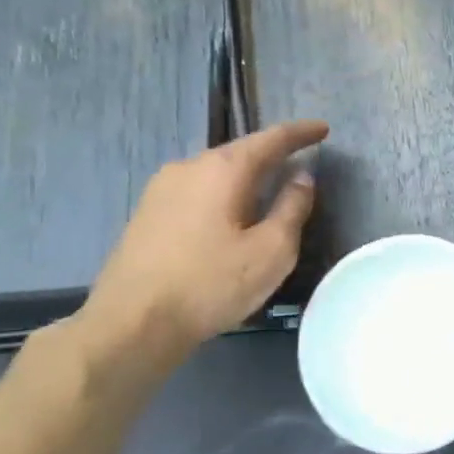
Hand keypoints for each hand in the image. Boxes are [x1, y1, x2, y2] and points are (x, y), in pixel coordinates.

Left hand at [79, 121, 328, 362]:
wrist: (131, 324)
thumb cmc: (210, 284)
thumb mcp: (271, 250)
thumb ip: (292, 208)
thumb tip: (302, 177)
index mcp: (222, 170)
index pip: (270, 139)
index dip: (300, 133)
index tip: (323, 129)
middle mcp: (188, 167)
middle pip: (239, 152)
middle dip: (272, 154)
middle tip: (300, 159)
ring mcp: (161, 190)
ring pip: (216, 172)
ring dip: (246, 176)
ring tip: (269, 188)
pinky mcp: (147, 214)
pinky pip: (198, 190)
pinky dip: (223, 193)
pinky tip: (231, 213)